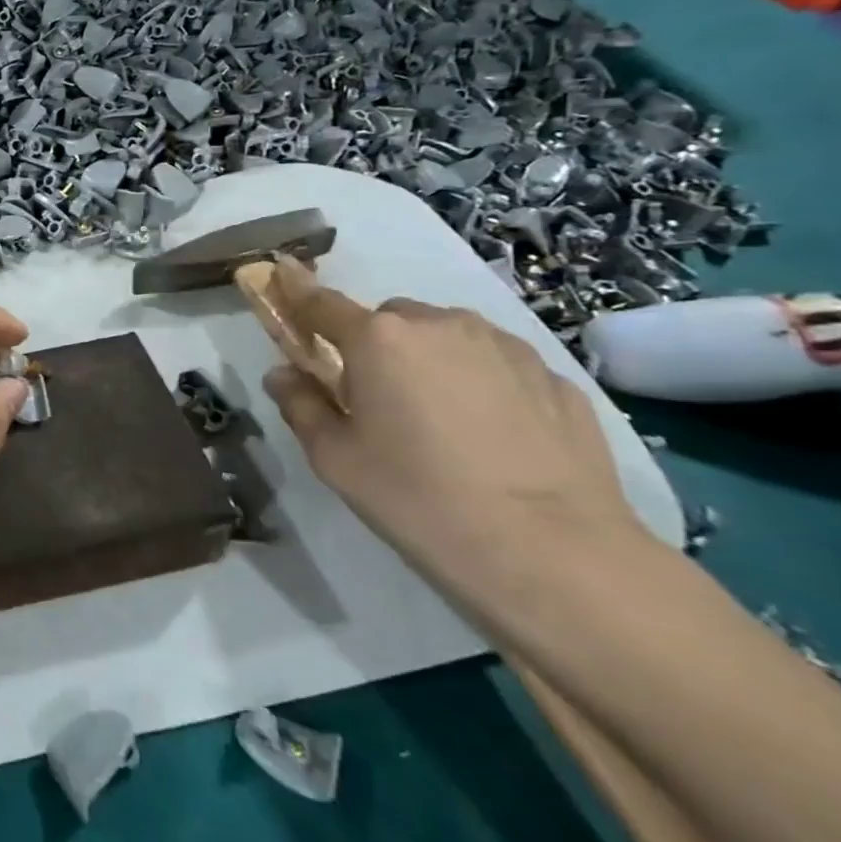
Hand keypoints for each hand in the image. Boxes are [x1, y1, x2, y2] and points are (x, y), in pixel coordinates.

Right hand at [261, 267, 645, 598]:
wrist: (555, 554)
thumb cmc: (419, 499)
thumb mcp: (335, 458)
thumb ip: (300, 404)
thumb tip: (283, 374)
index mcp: (378, 338)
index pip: (320, 303)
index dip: (297, 297)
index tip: (283, 287)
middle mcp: (441, 325)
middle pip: (390, 319)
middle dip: (374, 346)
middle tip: (376, 399)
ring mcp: (506, 347)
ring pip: (447, 337)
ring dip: (430, 360)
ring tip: (441, 421)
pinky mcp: (557, 378)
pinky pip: (498, 365)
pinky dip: (482, 383)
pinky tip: (492, 436)